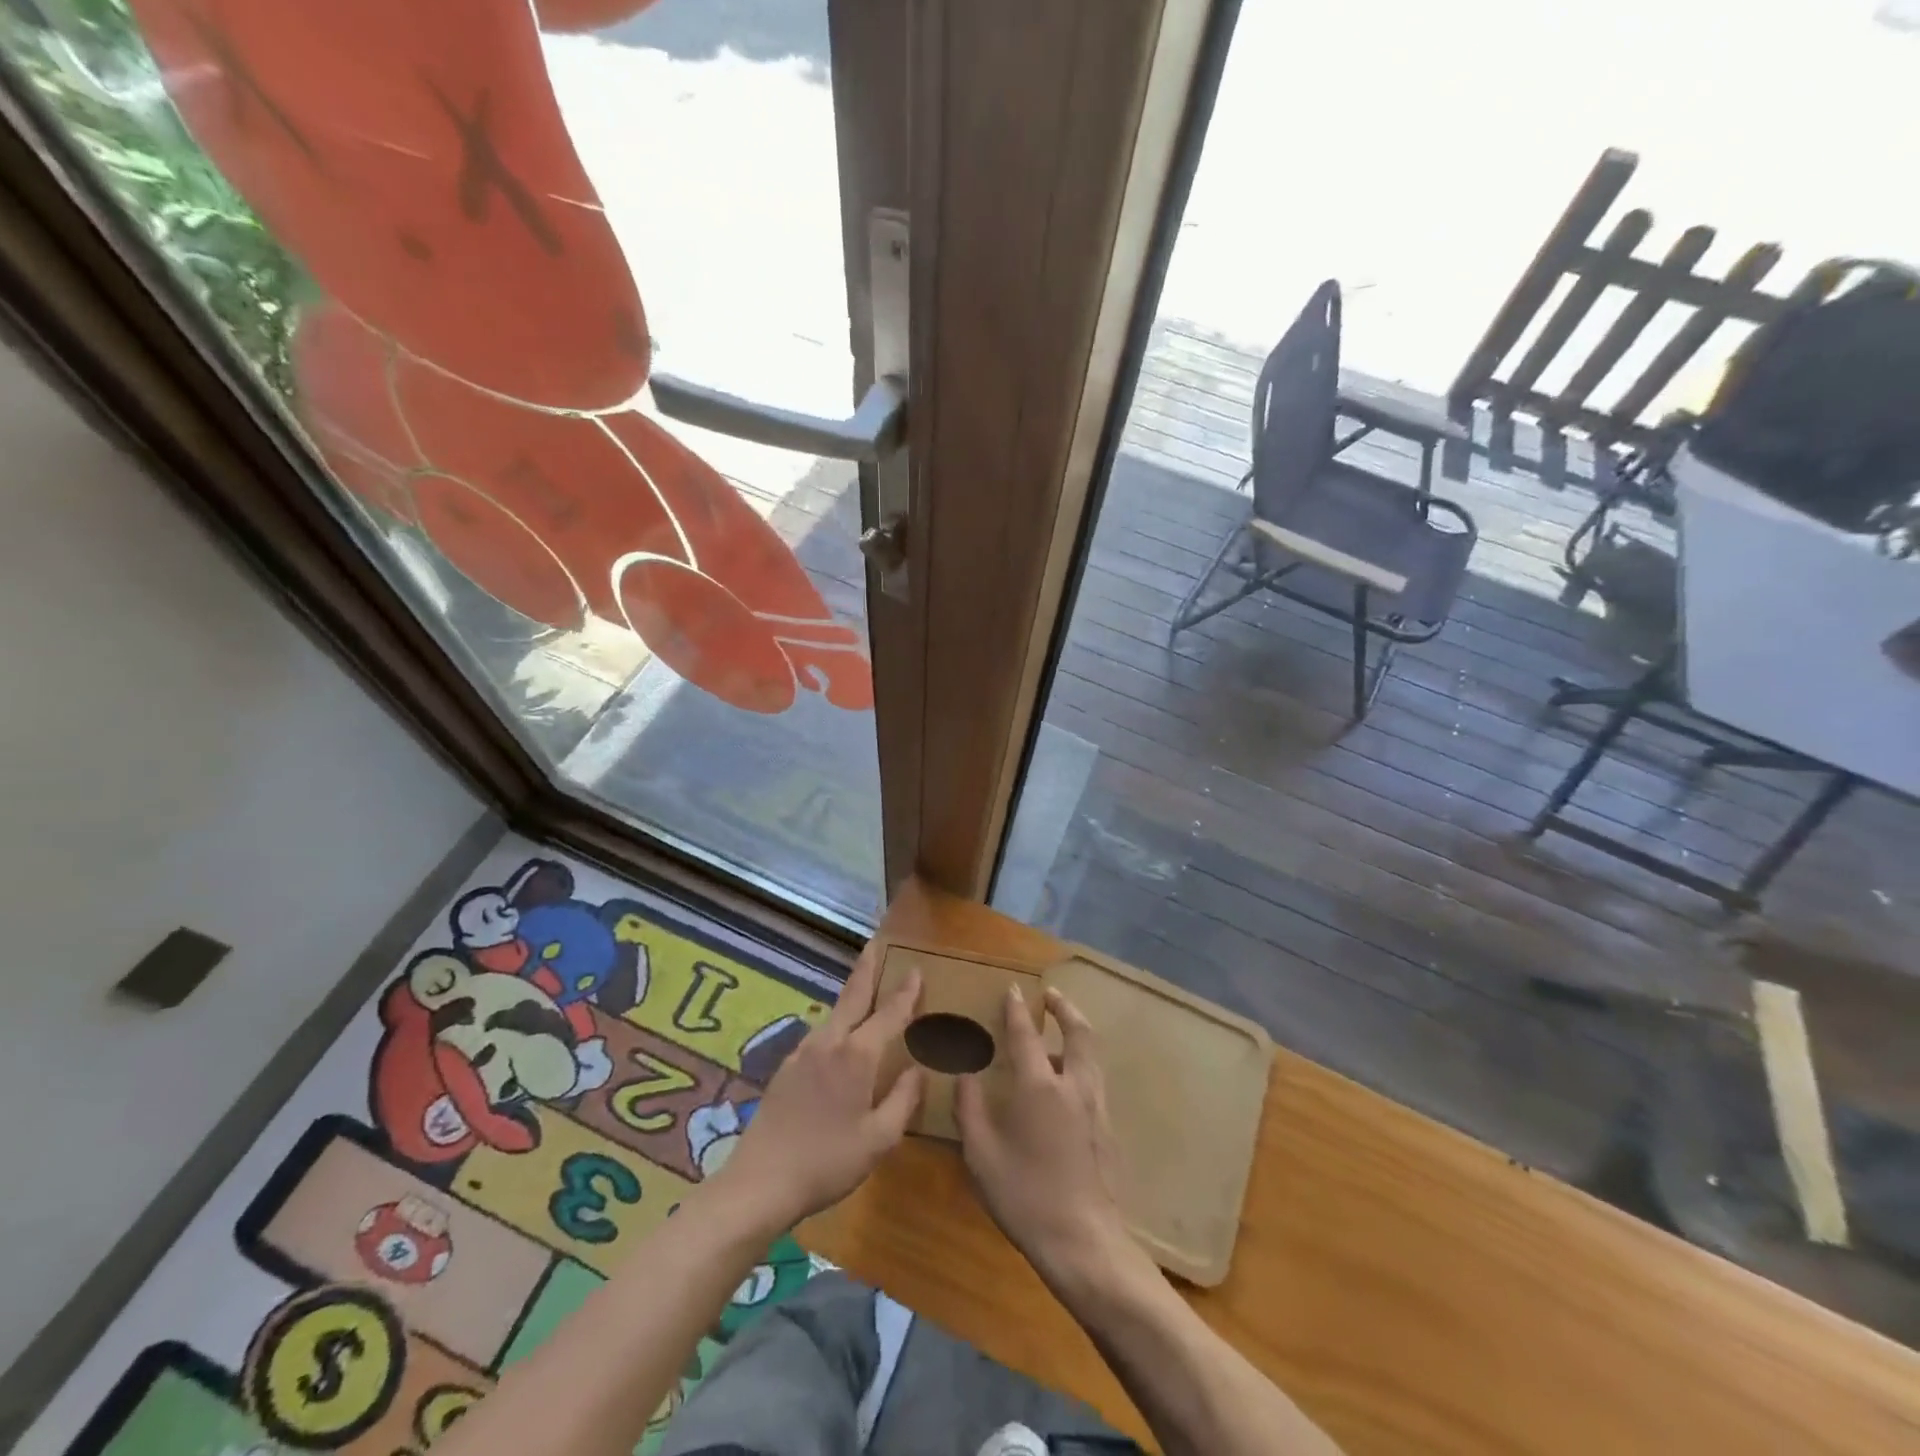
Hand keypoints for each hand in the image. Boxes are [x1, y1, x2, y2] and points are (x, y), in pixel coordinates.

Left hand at [713, 942, 923, 1234]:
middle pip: (853, 995)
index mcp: (856, 1056)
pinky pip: (821, 1034)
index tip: (916, 969)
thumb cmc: (827, 1162)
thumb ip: (903, 1100)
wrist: (759, 1182)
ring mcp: (802, 1052)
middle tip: (876, 943)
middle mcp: (829, 1042)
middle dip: (867, 967)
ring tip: (865, 987)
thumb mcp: (878, 1139)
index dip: (905, 993)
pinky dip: (838, 1022)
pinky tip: (840, 1036)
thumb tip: (917, 1069)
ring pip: (834, 1014)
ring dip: (851, 995)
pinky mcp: (786, 1068)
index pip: (888, 1014)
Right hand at [955, 986, 1137, 1292]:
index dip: (1017, 1009)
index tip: (1014, 988)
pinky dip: (1082, 1062)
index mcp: (1039, 1086)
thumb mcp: (981, 1155)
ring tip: (1059, 1034)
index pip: (1027, 1034)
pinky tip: (1067, 1082)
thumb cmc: (1026, 1197)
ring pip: (1091, 1055)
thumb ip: (970, 1110)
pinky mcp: (1108, 1128)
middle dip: (1065, 1008)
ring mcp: (1096, 1106)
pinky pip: (1095, 1079)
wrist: (1084, 1242)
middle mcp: (1073, 1085)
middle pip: (1078, 1032)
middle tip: (1051, 996)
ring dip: (1076, 1033)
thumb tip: (964, 1076)